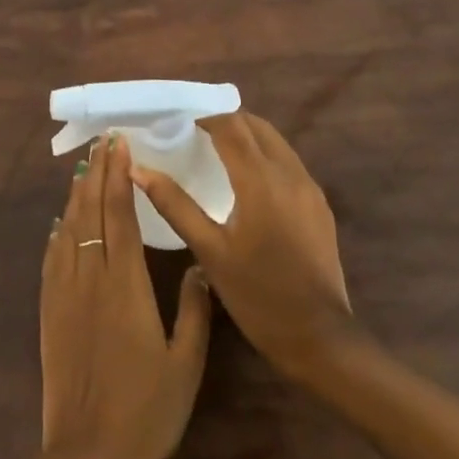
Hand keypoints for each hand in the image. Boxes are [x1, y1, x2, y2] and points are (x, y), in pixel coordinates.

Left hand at [40, 134, 211, 458]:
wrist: (86, 458)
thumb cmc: (145, 413)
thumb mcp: (185, 366)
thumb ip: (194, 311)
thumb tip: (200, 266)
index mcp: (125, 285)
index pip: (119, 215)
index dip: (119, 176)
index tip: (120, 144)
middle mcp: (90, 277)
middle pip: (90, 211)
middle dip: (97, 172)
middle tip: (103, 141)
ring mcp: (64, 293)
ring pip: (68, 229)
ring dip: (77, 194)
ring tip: (84, 167)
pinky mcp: (49, 311)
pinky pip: (52, 259)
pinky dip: (57, 232)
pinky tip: (60, 222)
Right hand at [131, 110, 357, 382]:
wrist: (320, 339)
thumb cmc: (257, 295)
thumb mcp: (209, 251)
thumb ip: (174, 204)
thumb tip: (138, 169)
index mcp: (260, 180)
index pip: (231, 126)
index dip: (205, 119)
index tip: (181, 128)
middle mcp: (289, 173)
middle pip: (256, 126)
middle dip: (227, 123)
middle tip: (197, 137)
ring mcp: (310, 188)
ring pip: (276, 142)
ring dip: (248, 138)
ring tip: (219, 155)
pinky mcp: (320, 205)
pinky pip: (289, 163)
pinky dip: (265, 157)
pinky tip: (248, 183)